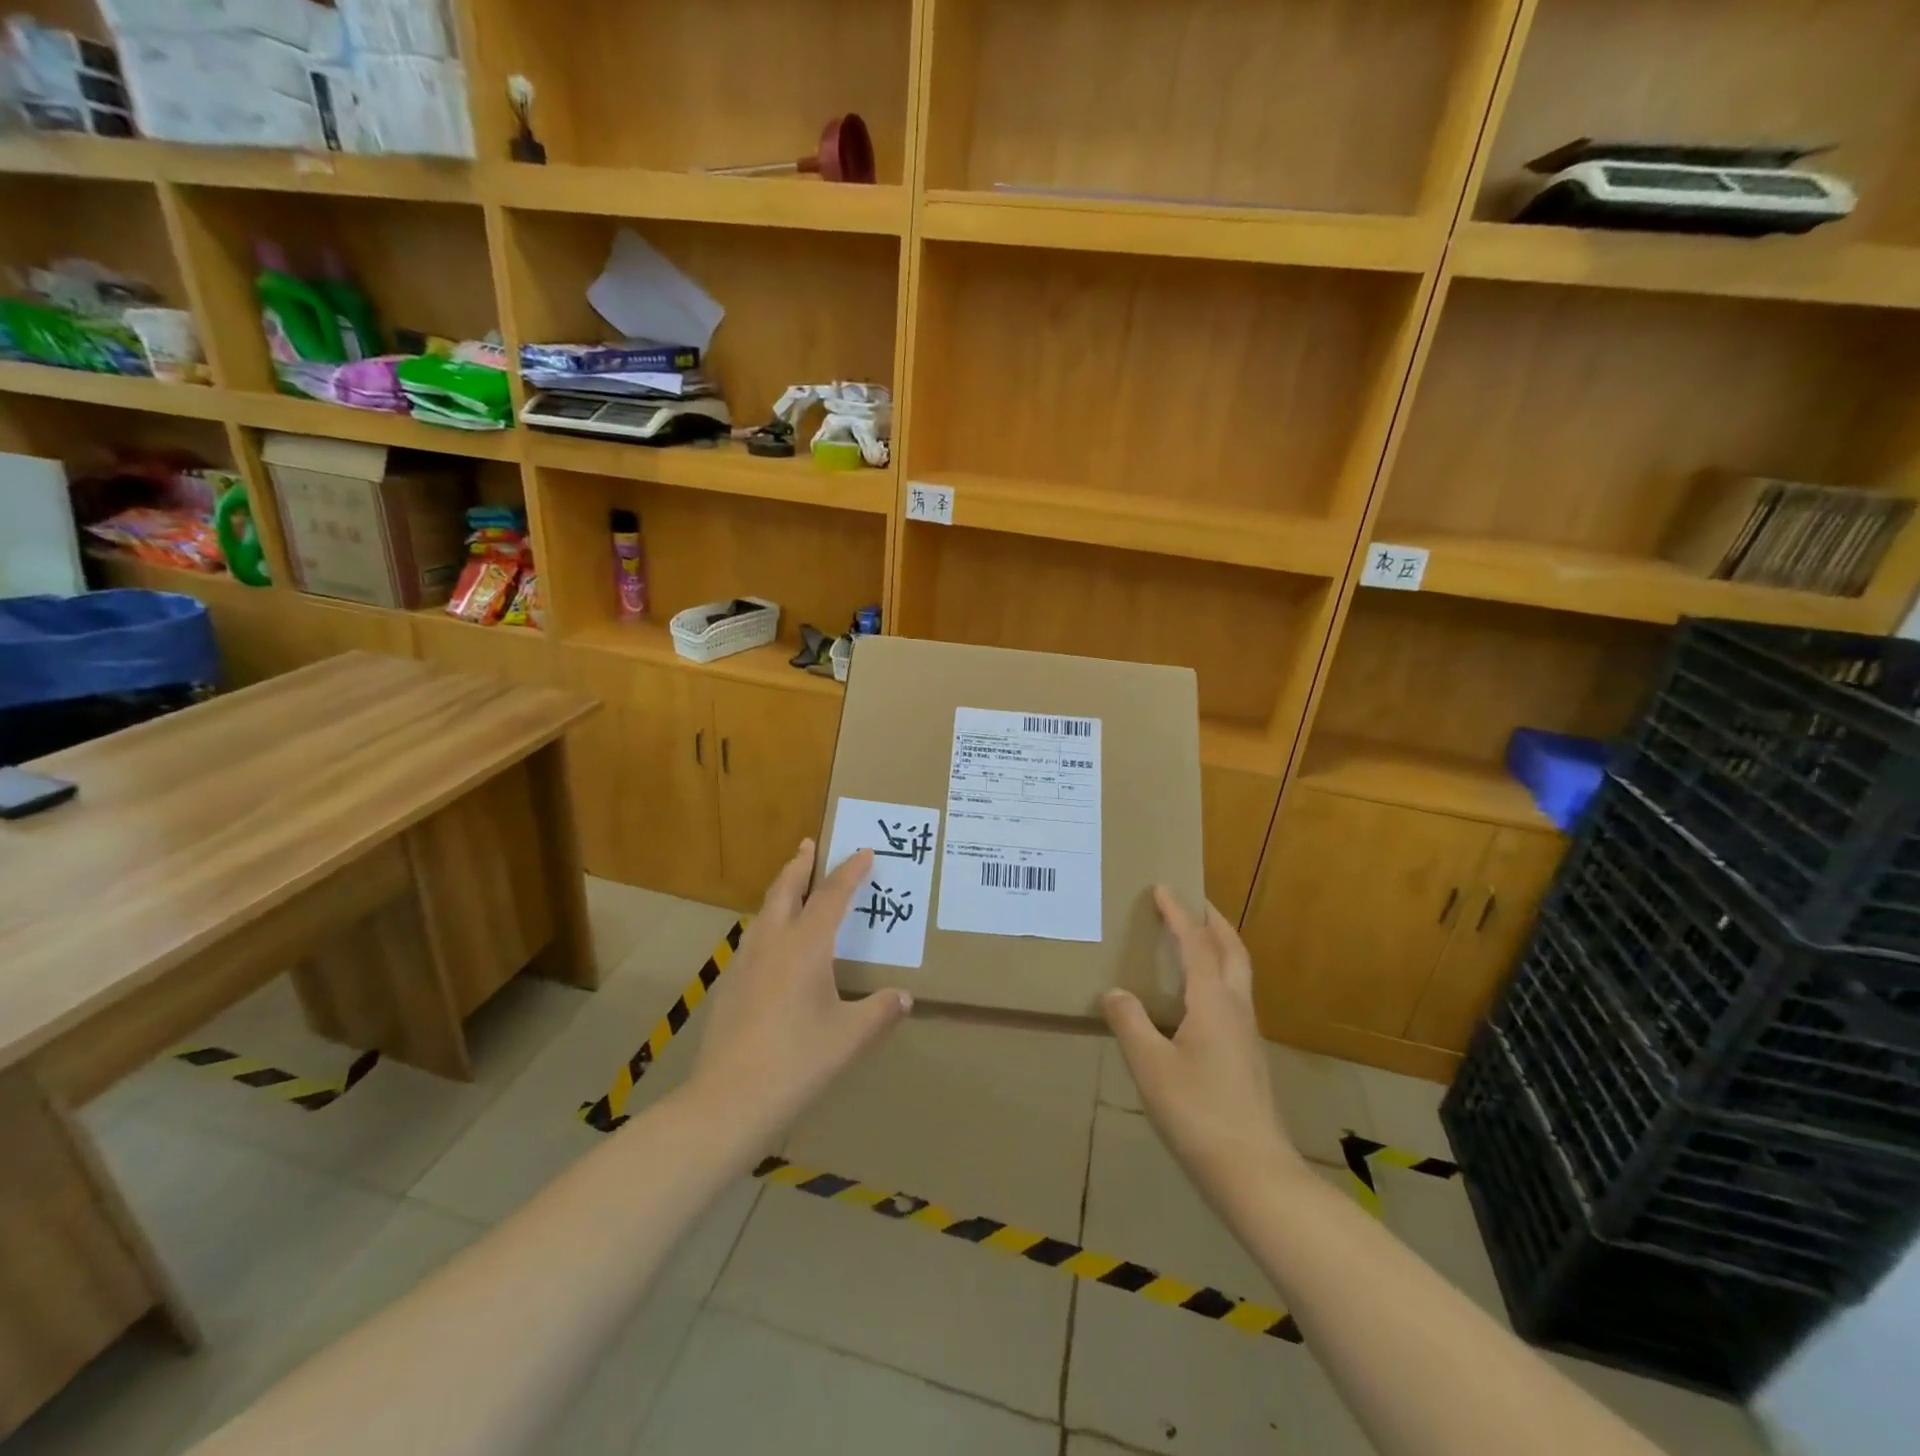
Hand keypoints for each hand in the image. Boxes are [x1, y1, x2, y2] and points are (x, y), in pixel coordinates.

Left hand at [690, 840, 911, 1136]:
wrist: (729, 1100)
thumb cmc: (798, 1062)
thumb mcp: (850, 1037)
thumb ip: (880, 1011)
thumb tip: (905, 997)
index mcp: (806, 947)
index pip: (831, 896)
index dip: (849, 872)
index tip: (864, 852)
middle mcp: (773, 943)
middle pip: (785, 890)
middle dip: (800, 864)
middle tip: (808, 844)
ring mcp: (745, 963)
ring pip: (763, 912)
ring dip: (780, 891)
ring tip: (791, 886)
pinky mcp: (729, 986)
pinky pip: (753, 938)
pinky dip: (767, 923)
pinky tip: (772, 945)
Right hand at [1103, 888, 1305, 1194]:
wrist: (1253, 1172)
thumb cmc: (1198, 1112)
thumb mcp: (1150, 1066)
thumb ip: (1130, 1023)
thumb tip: (1114, 993)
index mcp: (1213, 1002)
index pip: (1195, 944)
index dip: (1178, 914)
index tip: (1163, 888)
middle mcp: (1236, 1009)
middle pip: (1232, 951)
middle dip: (1213, 922)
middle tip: (1193, 903)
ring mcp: (1248, 1035)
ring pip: (1237, 975)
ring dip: (1219, 948)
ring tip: (1194, 942)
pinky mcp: (1248, 1058)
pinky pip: (1233, 998)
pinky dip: (1217, 978)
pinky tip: (1197, 1000)